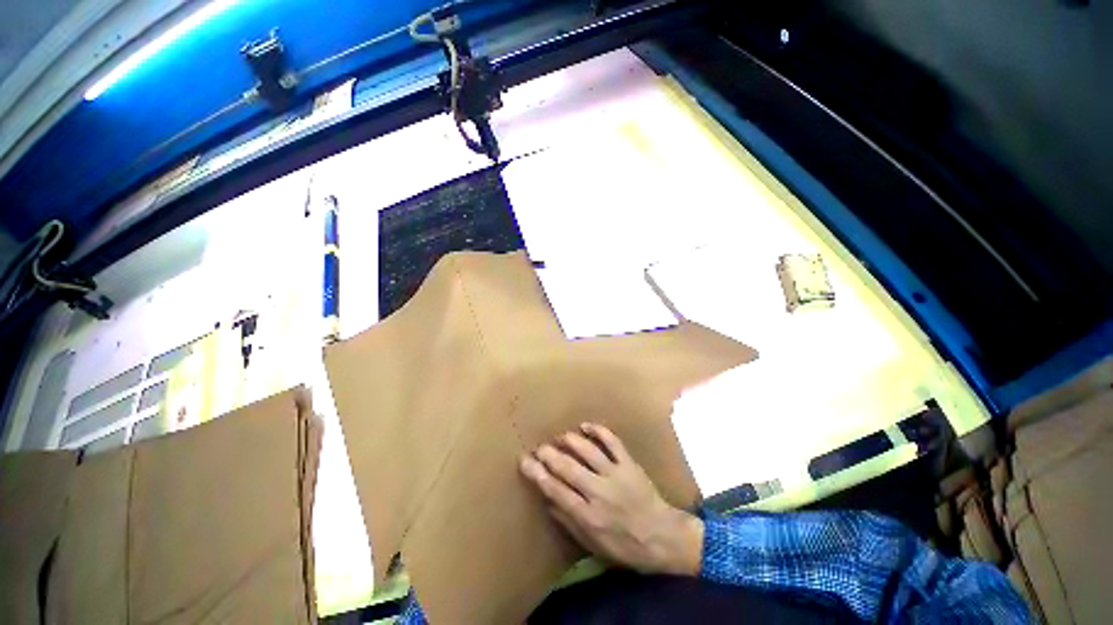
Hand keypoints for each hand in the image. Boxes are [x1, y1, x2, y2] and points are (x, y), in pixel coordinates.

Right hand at [519, 423, 703, 576]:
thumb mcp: (594, 546)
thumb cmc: (626, 547)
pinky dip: (598, 430)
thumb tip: (548, 500)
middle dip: (549, 454)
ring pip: (588, 451)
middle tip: (539, 447)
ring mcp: (615, 474)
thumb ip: (569, 522)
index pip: (556, 490)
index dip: (538, 474)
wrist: (663, 537)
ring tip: (560, 437)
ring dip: (570, 440)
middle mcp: (599, 492)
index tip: (525, 461)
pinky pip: (612, 441)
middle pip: (568, 467)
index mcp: (588, 516)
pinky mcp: (629, 463)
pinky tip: (585, 426)